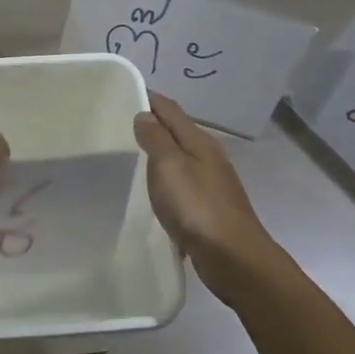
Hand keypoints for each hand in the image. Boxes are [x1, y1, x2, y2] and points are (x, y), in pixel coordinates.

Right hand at [133, 93, 281, 303]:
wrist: (234, 258)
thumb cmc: (197, 207)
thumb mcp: (169, 166)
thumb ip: (156, 138)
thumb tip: (145, 114)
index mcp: (199, 141)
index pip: (170, 109)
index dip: (149, 99)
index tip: (123, 95)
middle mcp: (209, 156)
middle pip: (177, 132)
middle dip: (153, 125)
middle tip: (120, 125)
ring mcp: (212, 183)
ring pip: (181, 158)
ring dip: (160, 154)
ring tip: (133, 156)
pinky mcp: (209, 208)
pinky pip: (183, 184)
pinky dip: (167, 180)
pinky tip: (155, 191)